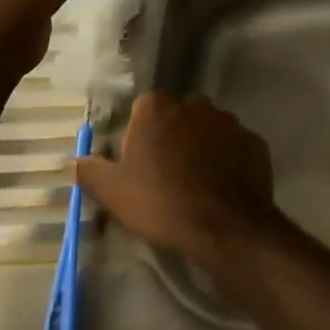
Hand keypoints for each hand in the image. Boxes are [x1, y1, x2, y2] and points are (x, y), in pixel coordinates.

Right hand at [75, 92, 281, 265]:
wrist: (224, 224)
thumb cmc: (161, 203)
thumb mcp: (114, 193)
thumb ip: (91, 170)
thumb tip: (76, 159)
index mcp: (159, 109)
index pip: (145, 106)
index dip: (141, 131)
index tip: (140, 159)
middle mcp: (196, 104)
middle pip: (179, 113)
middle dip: (174, 134)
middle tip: (167, 170)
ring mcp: (229, 120)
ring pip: (210, 127)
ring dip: (203, 144)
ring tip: (197, 180)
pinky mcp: (253, 139)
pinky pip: (235, 145)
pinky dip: (229, 158)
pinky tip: (223, 185)